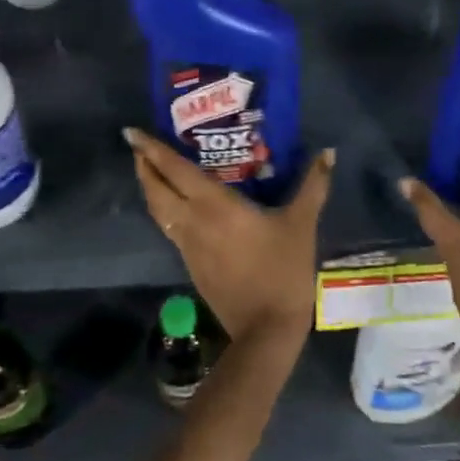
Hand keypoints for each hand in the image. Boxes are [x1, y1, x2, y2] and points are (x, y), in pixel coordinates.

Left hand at [125, 129, 333, 347]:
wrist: (266, 328)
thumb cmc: (282, 269)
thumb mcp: (301, 223)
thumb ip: (313, 185)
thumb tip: (327, 152)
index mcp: (214, 206)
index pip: (174, 171)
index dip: (152, 150)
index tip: (132, 132)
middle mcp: (192, 222)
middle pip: (156, 190)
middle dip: (144, 167)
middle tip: (139, 147)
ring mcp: (188, 247)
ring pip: (159, 212)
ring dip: (151, 189)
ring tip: (152, 171)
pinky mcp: (191, 266)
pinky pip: (170, 229)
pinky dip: (165, 210)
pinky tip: (178, 208)